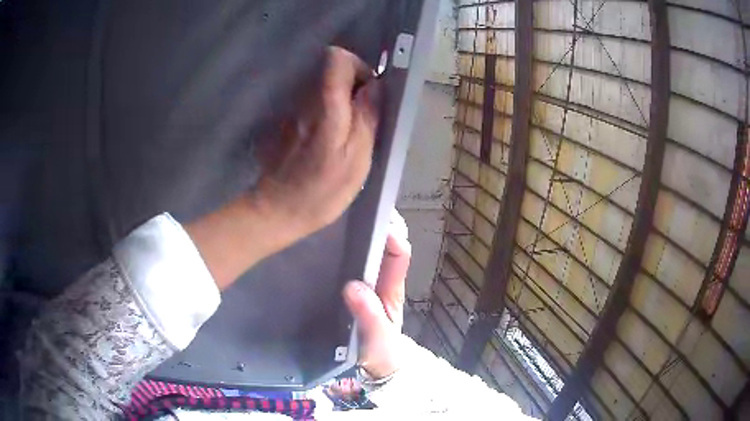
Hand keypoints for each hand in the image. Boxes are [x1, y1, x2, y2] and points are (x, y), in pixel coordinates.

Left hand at [186, 47, 380, 289]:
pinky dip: (326, 112)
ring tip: (346, 133)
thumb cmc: (322, 191)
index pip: (337, 58)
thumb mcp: (357, 158)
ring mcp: (292, 109)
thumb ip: (367, 116)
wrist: (278, 210)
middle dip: (352, 86)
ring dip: (340, 101)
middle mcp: (305, 99)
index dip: (358, 68)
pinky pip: (312, 103)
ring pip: (322, 86)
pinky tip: (327, 141)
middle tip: (361, 118)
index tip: (368, 93)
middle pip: (330, 70)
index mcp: (326, 106)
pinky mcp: (287, 121)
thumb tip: (374, 86)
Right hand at [343, 210, 410, 378]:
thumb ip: (369, 317)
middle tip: (353, 206)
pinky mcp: (352, 288)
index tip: (374, 220)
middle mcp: (381, 279)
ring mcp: (367, 283)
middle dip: (377, 223)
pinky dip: (346, 247)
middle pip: (385, 243)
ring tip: (337, 216)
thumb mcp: (377, 340)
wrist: (373, 366)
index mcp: (391, 288)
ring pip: (368, 250)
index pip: (398, 253)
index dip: (391, 234)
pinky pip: (352, 262)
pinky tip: (327, 240)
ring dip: (360, 232)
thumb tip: (353, 287)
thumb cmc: (380, 353)